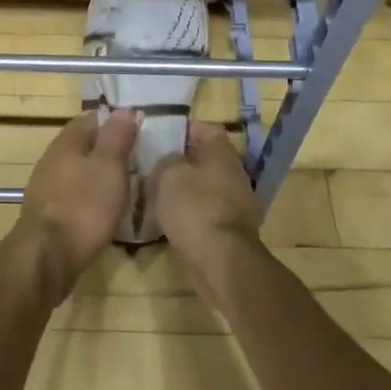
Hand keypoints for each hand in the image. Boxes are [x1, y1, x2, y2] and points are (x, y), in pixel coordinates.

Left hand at [12, 110, 139, 302]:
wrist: (46, 256)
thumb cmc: (83, 206)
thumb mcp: (109, 167)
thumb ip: (116, 137)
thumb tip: (124, 109)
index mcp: (66, 142)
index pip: (91, 119)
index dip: (115, 121)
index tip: (139, 131)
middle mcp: (52, 159)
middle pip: (83, 145)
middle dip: (107, 150)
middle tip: (137, 160)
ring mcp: (46, 187)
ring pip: (77, 171)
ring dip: (98, 175)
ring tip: (126, 186)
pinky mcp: (47, 213)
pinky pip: (73, 195)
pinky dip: (89, 197)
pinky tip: (103, 210)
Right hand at [145, 122, 264, 307]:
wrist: (221, 261)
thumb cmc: (194, 207)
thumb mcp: (169, 174)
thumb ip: (168, 159)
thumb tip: (172, 160)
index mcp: (223, 154)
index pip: (207, 129)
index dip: (185, 128)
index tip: (161, 135)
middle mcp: (235, 175)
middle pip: (207, 159)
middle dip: (182, 161)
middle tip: (154, 164)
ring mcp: (237, 204)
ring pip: (206, 187)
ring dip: (185, 189)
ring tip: (157, 193)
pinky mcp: (231, 230)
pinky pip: (207, 211)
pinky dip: (191, 212)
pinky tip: (170, 219)